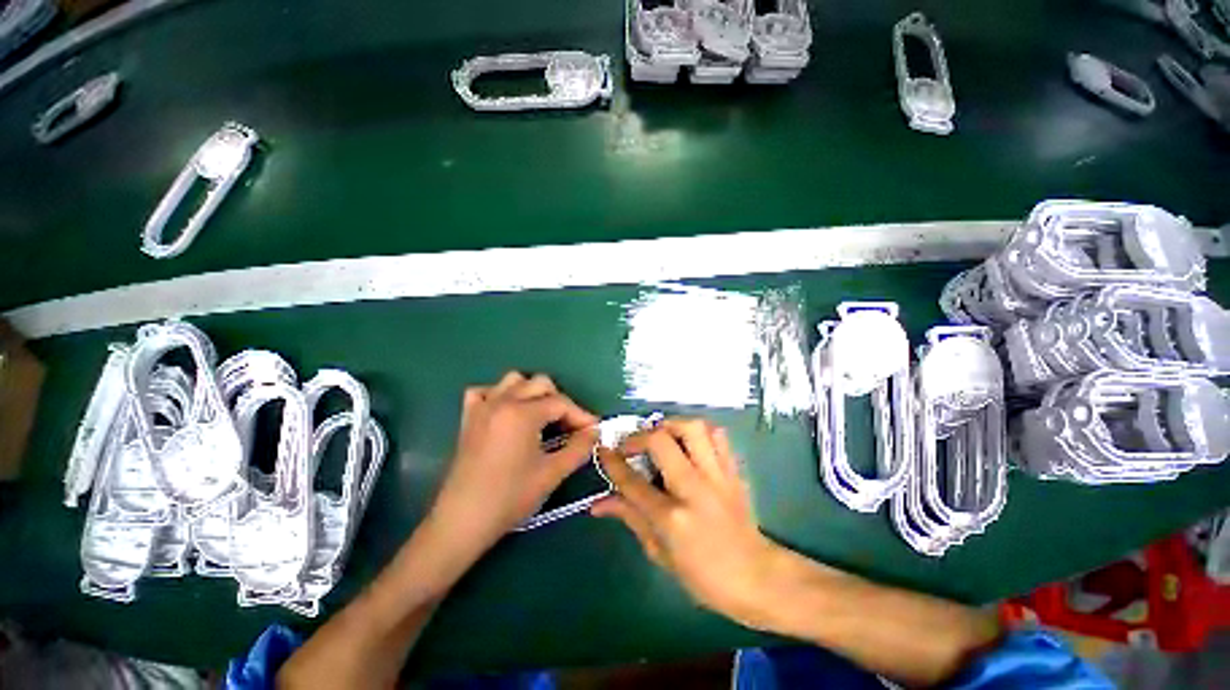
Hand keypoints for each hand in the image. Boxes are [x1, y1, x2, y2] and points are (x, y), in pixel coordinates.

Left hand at [428, 372, 598, 557]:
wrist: (463, 521)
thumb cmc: (510, 497)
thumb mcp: (552, 473)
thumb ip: (579, 448)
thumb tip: (595, 432)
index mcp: (522, 413)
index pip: (561, 403)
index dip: (581, 416)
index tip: (593, 430)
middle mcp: (502, 401)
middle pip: (540, 384)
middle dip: (560, 401)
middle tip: (569, 426)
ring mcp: (483, 407)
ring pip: (513, 381)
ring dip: (532, 393)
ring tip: (541, 416)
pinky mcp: (468, 418)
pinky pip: (484, 392)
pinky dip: (499, 396)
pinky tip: (507, 414)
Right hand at [592, 418, 787, 629]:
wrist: (757, 576)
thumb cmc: (703, 575)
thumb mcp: (659, 553)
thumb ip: (630, 518)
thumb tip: (598, 503)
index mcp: (672, 518)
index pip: (632, 481)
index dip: (612, 461)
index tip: (603, 449)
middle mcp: (694, 489)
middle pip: (660, 441)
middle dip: (638, 436)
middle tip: (632, 445)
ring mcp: (717, 476)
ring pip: (692, 428)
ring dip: (670, 425)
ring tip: (660, 436)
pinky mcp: (733, 470)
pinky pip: (717, 435)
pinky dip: (699, 430)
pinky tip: (688, 441)